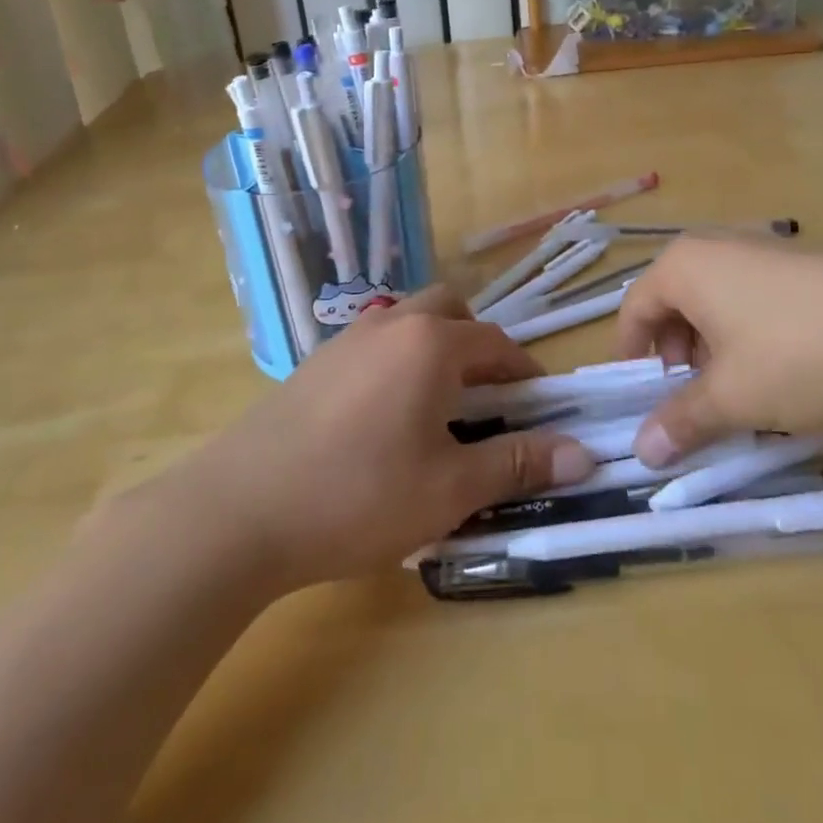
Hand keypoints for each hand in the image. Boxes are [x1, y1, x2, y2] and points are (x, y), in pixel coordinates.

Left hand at [147, 288, 594, 593]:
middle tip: (488, 398)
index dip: (526, 372)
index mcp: (432, 343)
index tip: (540, 407)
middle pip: (451, 311)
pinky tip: (384, 417)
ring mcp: (347, 338)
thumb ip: (517, 464)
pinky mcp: (315, 362)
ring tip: (439, 407)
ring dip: (436, 349)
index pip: (497, 344)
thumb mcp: (449, 489)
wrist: (239, 511)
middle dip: (479, 346)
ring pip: (409, 322)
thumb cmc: (358, 495)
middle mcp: (392, 323)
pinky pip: (375, 343)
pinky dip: (398, 362)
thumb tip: (583, 455)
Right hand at [616, 237, 822, 464]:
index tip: (641, 397)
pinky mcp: (799, 262)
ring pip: (715, 301)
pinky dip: (747, 332)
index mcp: (683, 266)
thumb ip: (682, 421)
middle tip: (692, 396)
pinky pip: (751, 295)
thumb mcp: (732, 397)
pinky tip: (781, 368)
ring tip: (739, 388)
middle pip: (673, 302)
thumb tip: (642, 451)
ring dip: (713, 346)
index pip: (634, 309)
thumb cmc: (795, 352)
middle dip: (677, 354)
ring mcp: (760, 248)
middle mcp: (715, 247)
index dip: (632, 356)